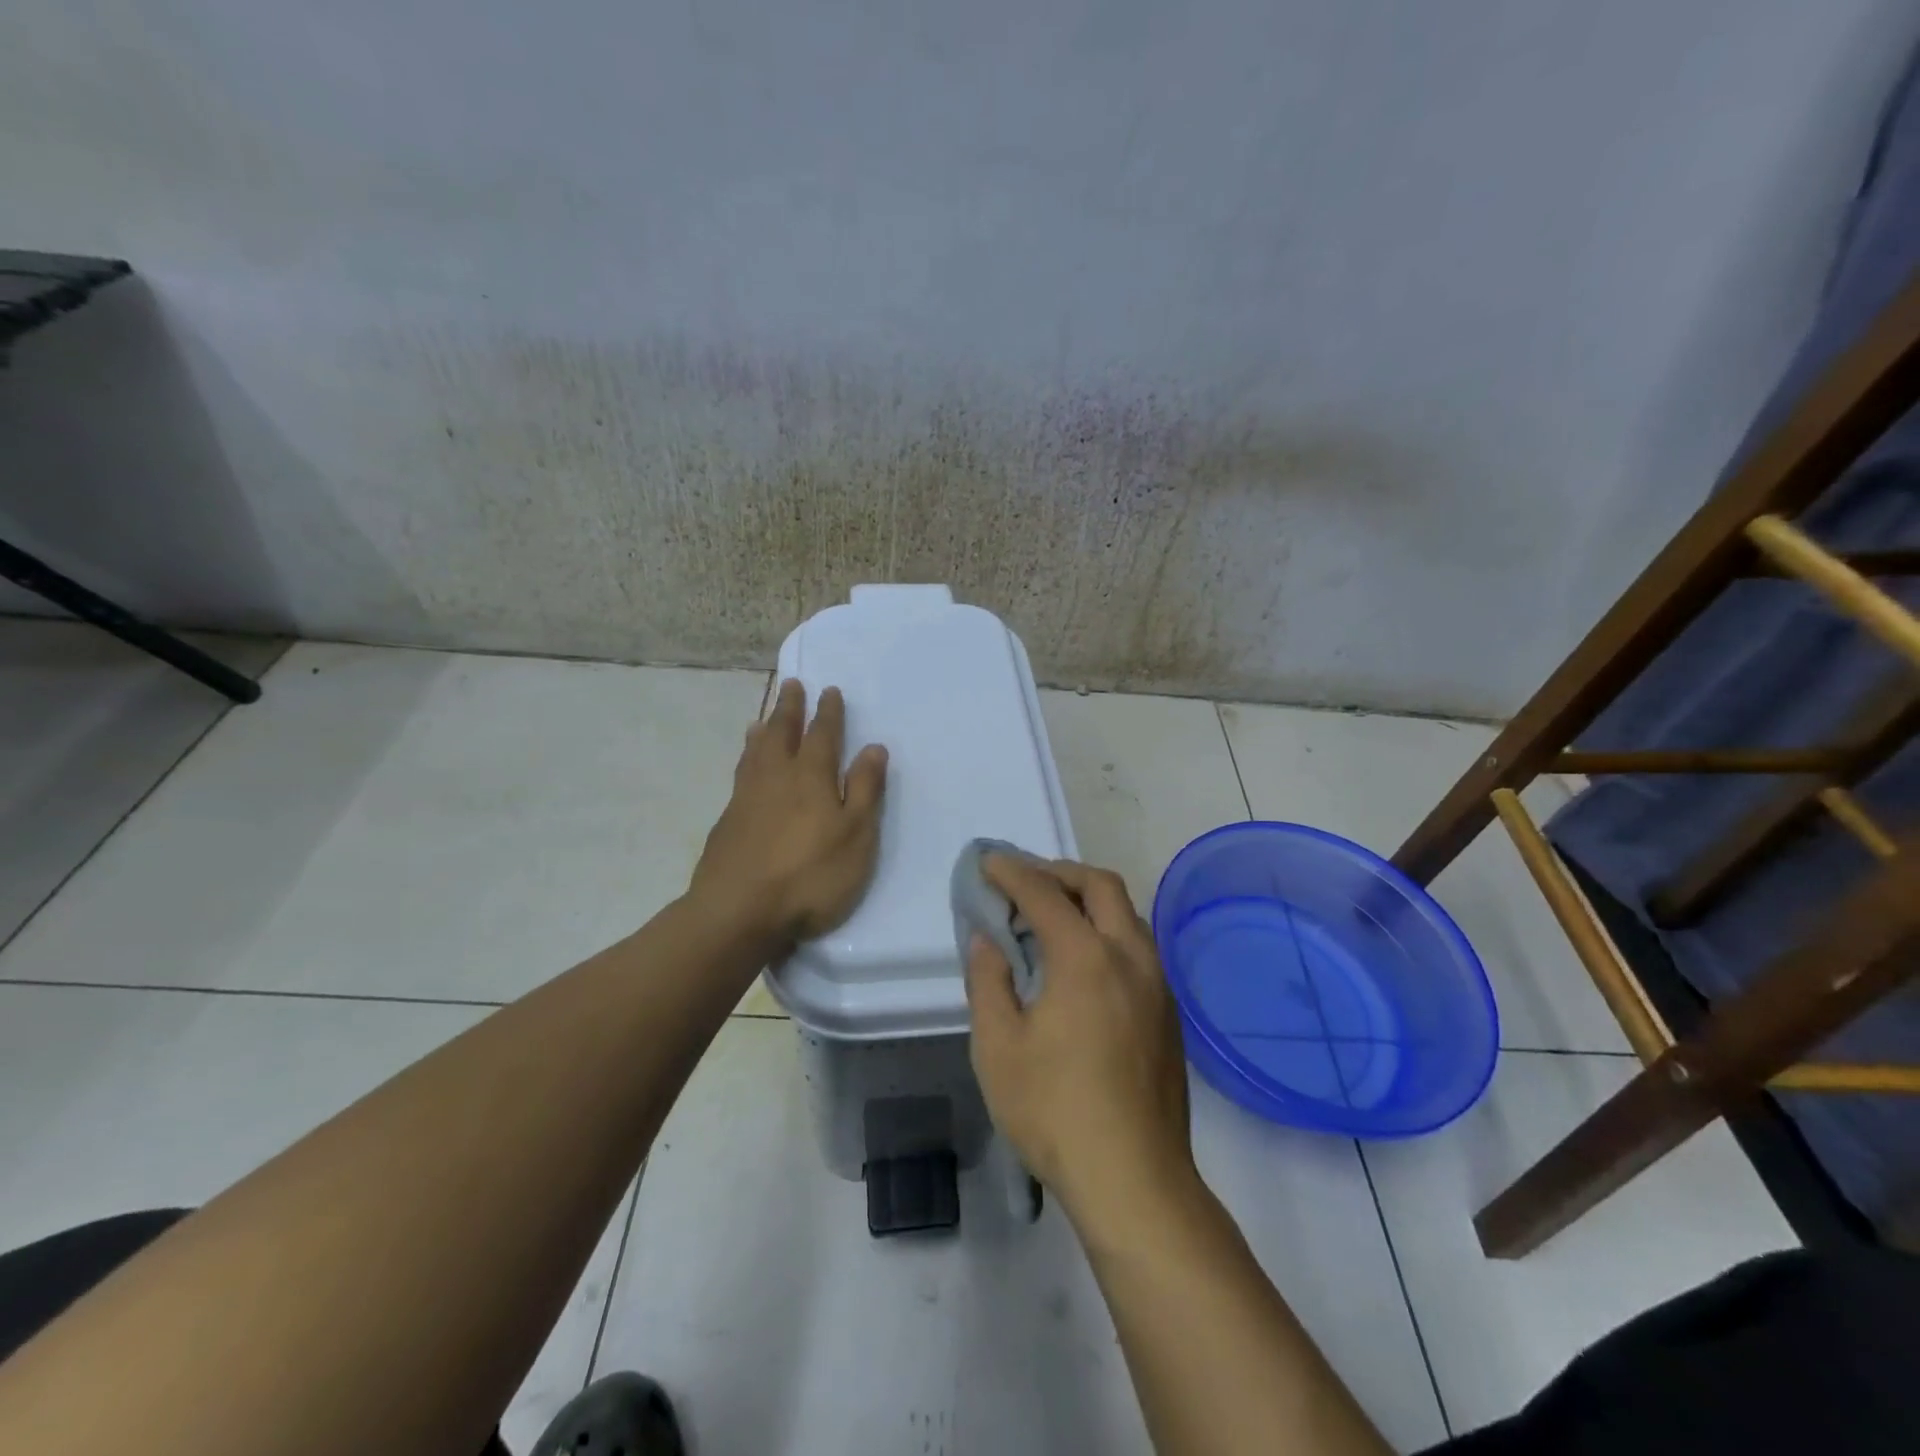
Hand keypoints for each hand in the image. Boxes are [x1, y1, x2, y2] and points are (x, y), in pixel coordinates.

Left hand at [689, 680, 887, 947]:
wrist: (738, 911)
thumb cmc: (810, 875)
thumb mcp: (855, 835)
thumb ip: (864, 790)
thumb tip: (874, 747)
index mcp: (811, 777)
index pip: (822, 734)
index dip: (828, 712)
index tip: (829, 690)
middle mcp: (776, 777)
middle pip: (782, 733)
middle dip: (790, 709)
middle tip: (792, 685)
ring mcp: (746, 798)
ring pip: (756, 752)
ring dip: (763, 731)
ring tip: (762, 719)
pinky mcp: (727, 822)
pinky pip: (740, 774)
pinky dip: (745, 759)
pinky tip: (745, 767)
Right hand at [965, 856, 1196, 1239]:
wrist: (1135, 1181)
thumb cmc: (1055, 1111)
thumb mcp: (998, 1047)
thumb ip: (988, 981)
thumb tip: (987, 939)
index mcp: (1086, 958)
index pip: (1044, 894)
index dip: (1012, 872)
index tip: (988, 863)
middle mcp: (1130, 957)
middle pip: (1100, 886)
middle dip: (1059, 872)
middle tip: (1025, 881)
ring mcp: (1157, 984)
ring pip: (1127, 914)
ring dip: (1088, 900)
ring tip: (1052, 918)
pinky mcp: (1168, 1013)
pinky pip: (1138, 946)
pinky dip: (1106, 931)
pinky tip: (1083, 965)